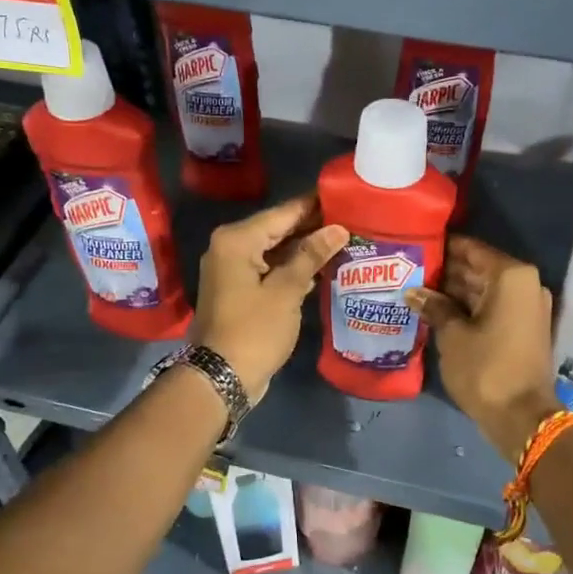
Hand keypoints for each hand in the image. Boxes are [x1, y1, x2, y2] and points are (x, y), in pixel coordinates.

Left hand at [192, 194, 347, 401]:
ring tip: (345, 240)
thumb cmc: (254, 330)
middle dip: (312, 227)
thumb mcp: (286, 291)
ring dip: (305, 248)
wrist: (220, 378)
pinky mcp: (240, 290)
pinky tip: (323, 267)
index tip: (344, 196)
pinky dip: (293, 267)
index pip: (283, 213)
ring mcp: (233, 270)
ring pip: (275, 250)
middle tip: (352, 220)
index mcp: (237, 240)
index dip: (314, 205)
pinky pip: (270, 268)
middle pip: (278, 229)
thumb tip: (337, 229)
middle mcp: (230, 248)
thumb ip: (311, 256)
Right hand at [408, 236, 561, 461]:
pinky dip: (468, 307)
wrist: (522, 418)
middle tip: (410, 269)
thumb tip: (414, 292)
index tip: (416, 246)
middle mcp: (525, 284)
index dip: (443, 247)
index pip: (471, 249)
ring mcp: (527, 307)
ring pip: (484, 288)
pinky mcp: (523, 327)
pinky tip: (437, 309)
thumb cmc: (486, 368)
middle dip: (446, 270)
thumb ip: (435, 306)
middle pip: (478, 268)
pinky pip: (492, 306)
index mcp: (511, 276)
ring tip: (417, 288)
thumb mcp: (453, 335)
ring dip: (454, 290)